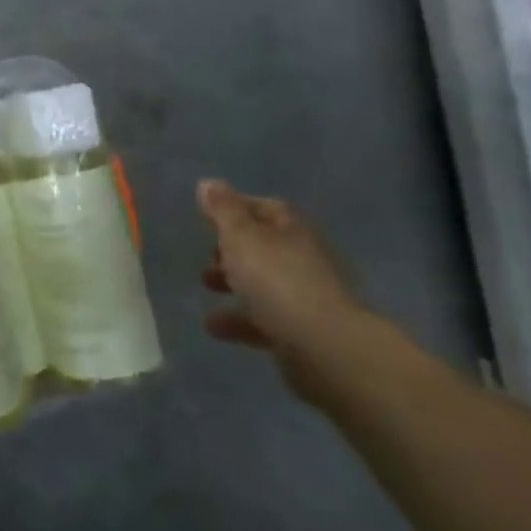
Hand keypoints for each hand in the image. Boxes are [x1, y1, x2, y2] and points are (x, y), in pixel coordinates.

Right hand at [198, 180, 370, 380]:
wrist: (324, 347)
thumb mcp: (241, 237)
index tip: (206, 214)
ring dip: (232, 283)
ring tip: (205, 287)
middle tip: (206, 255)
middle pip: (263, 247)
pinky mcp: (300, 332)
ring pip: (262, 283)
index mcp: (291, 231)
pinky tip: (215, 326)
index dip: (236, 207)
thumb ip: (223, 211)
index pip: (265, 208)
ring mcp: (304, 297)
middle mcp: (302, 259)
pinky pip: (263, 319)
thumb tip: (208, 183)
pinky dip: (238, 320)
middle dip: (231, 249)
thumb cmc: (277, 280)